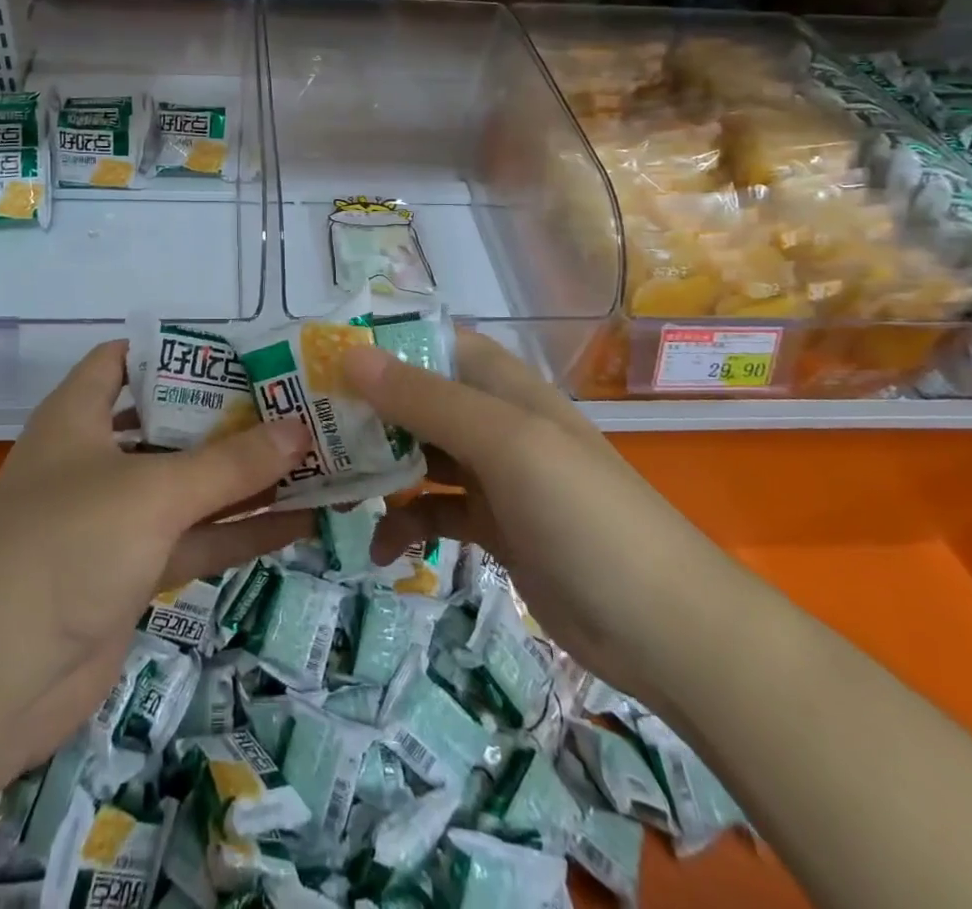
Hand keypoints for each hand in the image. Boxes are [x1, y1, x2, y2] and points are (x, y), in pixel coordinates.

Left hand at [0, 340, 314, 786]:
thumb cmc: (66, 546)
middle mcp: (96, 459)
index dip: (174, 350)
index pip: (123, 360)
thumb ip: (230, 464)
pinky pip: (196, 538)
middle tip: (293, 402)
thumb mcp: (152, 493)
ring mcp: (116, 519)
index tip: (238, 350)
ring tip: (313, 457)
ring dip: (246, 477)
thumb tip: (299, 429)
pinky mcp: (133, 572)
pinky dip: (240, 530)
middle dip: (229, 415)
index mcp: (79, 416)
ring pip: (191, 485)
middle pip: (170, 423)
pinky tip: (298, 523)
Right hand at [345, 331, 742, 695]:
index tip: (322, 360)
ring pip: (419, 455)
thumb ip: (426, 400)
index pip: (433, 342)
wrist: (663, 628)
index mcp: (503, 385)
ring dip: (379, 469)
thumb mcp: (503, 444)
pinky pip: (434, 511)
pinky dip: (406, 523)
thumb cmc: (583, 514)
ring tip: (333, 488)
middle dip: (366, 411)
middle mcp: (494, 421)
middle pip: (417, 399)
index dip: (381, 344)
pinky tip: (382, 549)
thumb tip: (350, 355)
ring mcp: (494, 476)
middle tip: (308, 430)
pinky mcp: (494, 527)